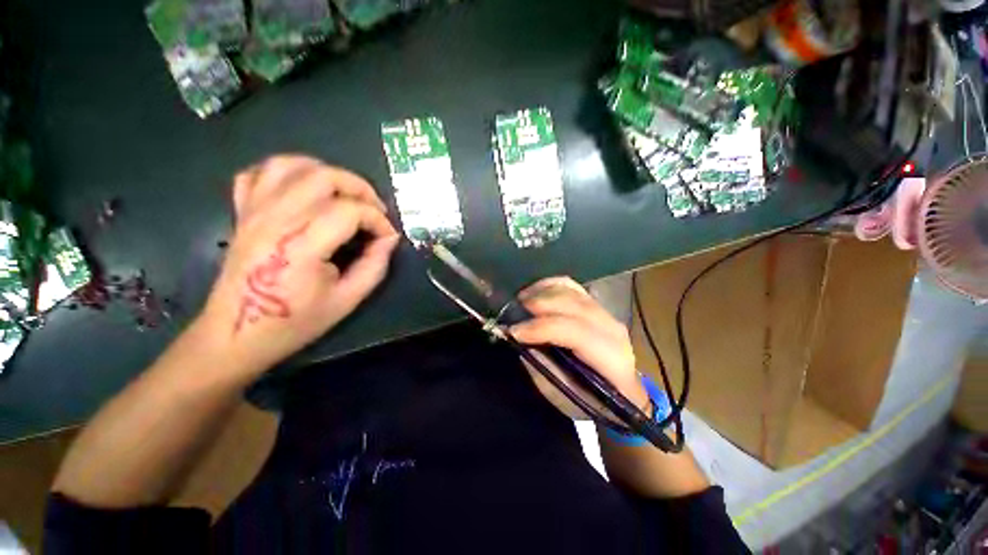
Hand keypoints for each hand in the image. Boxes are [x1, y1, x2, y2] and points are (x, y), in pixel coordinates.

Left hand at [197, 155, 399, 375]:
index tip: (388, 237)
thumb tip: (389, 239)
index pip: (350, 210)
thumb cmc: (294, 322)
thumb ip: (375, 266)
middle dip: (360, 188)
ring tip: (345, 194)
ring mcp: (253, 212)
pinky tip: (305, 189)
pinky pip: (259, 173)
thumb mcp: (347, 300)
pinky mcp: (242, 213)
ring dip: (327, 172)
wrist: (236, 334)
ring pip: (291, 164)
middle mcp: (274, 219)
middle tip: (375, 210)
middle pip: (324, 177)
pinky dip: (287, 171)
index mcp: (301, 245)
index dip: (378, 220)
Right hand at [509, 277, 647, 419]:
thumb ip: (543, 366)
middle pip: (573, 305)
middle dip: (539, 304)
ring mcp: (606, 313)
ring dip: (542, 292)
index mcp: (611, 359)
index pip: (576, 333)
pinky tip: (534, 291)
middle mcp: (612, 329)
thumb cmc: (593, 401)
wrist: (622, 392)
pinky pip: (572, 286)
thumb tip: (520, 340)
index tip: (514, 331)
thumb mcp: (565, 395)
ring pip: (572, 291)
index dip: (542, 328)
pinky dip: (550, 285)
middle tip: (512, 312)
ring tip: (520, 300)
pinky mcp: (597, 306)